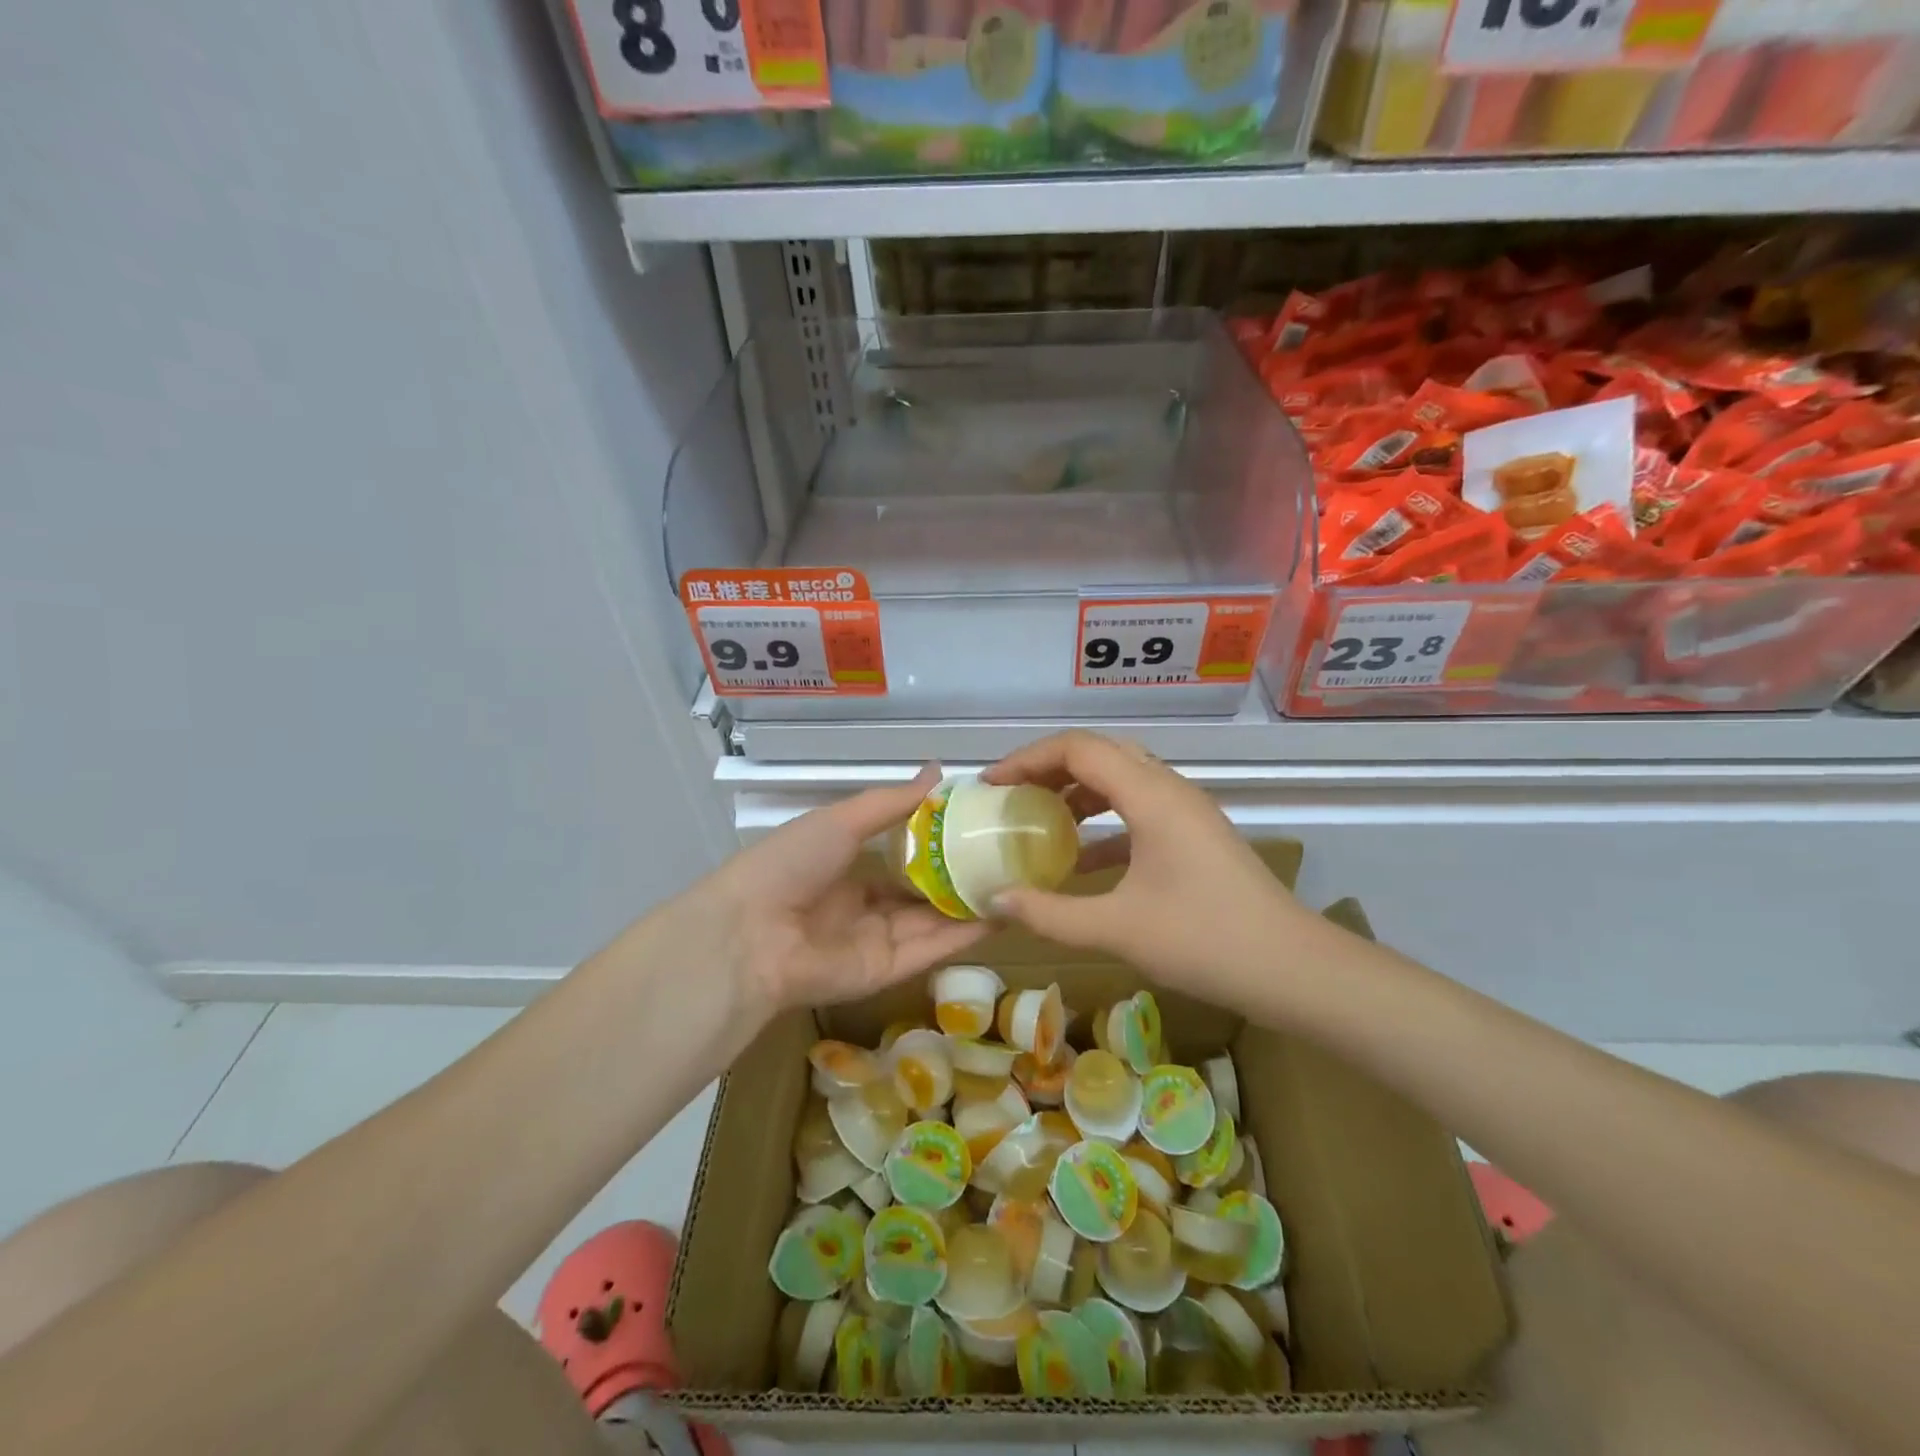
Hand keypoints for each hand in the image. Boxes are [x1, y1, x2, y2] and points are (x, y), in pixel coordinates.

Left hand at [705, 764, 989, 1014]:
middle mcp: (862, 906)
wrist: (752, 933)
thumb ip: (892, 802)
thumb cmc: (791, 863)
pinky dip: (964, 935)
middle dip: (959, 879)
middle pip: (920, 893)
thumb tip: (938, 771)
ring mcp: (874, 941)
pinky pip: (930, 950)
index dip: (936, 844)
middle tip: (1007, 859)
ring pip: (932, 923)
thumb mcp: (843, 820)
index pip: (899, 857)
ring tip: (1016, 885)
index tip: (978, 826)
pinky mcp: (885, 972)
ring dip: (970, 906)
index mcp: (844, 868)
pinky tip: (1001, 915)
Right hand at [981, 732, 1305, 1006]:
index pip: (1078, 748)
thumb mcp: (1117, 928)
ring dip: (1078, 790)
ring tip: (1040, 818)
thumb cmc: (1204, 941)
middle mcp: (1169, 789)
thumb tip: (995, 900)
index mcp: (1150, 796)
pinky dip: (1104, 820)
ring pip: (1122, 777)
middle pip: (1100, 753)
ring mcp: (1187, 810)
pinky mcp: (1196, 834)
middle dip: (1049, 768)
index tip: (993, 786)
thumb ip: (1049, 913)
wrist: (1293, 969)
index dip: (1028, 759)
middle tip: (1012, 795)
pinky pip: (1139, 808)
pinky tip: (1082, 858)